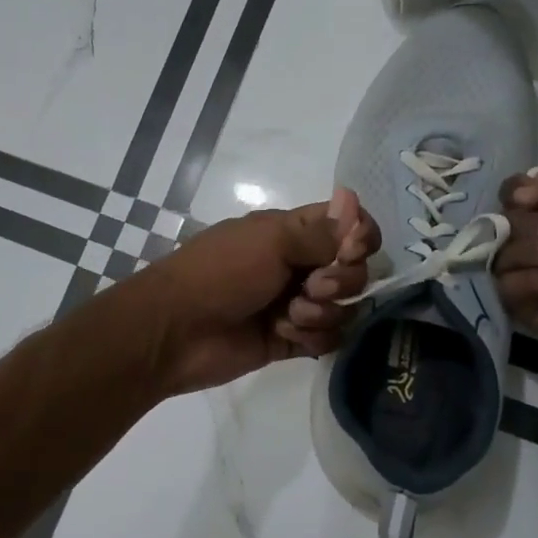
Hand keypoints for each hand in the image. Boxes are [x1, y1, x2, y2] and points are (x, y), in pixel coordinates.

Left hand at [125, 189, 378, 394]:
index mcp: (293, 232)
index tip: (351, 250)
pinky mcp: (291, 339)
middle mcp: (299, 265)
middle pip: (353, 270)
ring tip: (289, 315)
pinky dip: (313, 337)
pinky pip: (328, 339)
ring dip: (323, 312)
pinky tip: (284, 334)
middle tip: (311, 287)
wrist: (176, 330)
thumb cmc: (221, 273)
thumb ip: (320, 231)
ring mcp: (296, 303)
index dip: (361, 237)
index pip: (349, 226)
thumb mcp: (271, 242)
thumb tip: (353, 199)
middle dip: (341, 280)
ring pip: (343, 308)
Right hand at [494, 169, 537, 383]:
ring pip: (501, 251)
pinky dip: (536, 281)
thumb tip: (520, 204)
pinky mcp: (524, 308)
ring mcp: (533, 275)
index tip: (533, 195)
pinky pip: (506, 284)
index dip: (519, 191)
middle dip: (530, 224)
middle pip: (506, 219)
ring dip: (534, 251)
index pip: (519, 195)